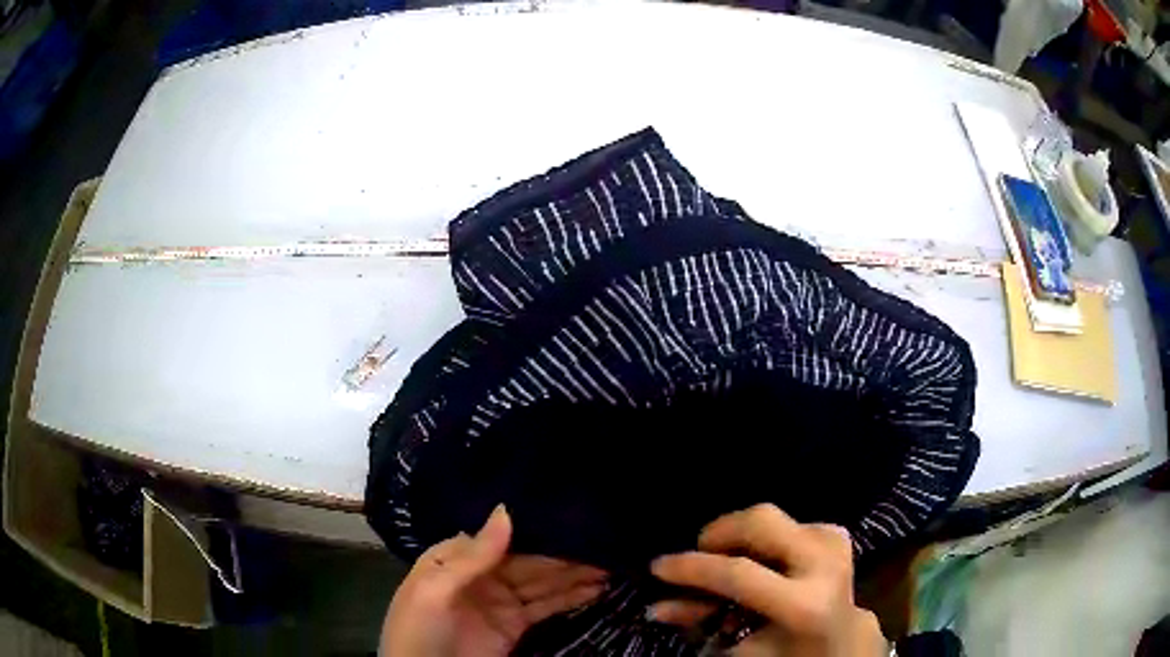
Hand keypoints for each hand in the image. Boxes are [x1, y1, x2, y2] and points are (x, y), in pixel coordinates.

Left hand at [381, 505, 607, 656]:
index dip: (535, 529)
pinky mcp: (514, 626)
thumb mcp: (434, 590)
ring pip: (541, 583)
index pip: (501, 537)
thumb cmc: (418, 628)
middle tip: (605, 541)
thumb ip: (472, 555)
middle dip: (563, 553)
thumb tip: (506, 510)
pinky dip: (570, 598)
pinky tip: (595, 588)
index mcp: (455, 559)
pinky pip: (545, 607)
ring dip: (573, 575)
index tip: (571, 515)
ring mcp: (500, 602)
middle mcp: (481, 576)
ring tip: (610, 563)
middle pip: (527, 561)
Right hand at [649, 504, 886, 656]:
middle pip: (762, 520)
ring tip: (726, 561)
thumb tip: (657, 605)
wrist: (842, 644)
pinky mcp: (836, 534)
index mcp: (805, 603)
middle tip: (699, 553)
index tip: (658, 565)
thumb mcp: (742, 649)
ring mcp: (835, 542)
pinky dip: (763, 537)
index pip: (739, 573)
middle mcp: (825, 563)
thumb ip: (701, 622)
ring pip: (772, 515)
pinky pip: (786, 521)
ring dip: (740, 534)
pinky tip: (760, 561)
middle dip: (720, 531)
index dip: (693, 567)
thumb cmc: (789, 655)